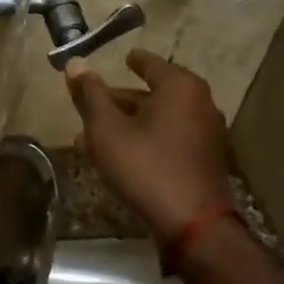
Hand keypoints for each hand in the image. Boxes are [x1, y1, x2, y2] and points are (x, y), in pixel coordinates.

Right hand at [66, 49, 233, 241]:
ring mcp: (208, 133)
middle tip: (98, 102)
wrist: (193, 225)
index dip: (133, 61)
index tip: (122, 59)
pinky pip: (173, 137)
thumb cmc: (145, 167)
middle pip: (156, 92)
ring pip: (163, 117)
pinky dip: (150, 137)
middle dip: (125, 97)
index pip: (150, 63)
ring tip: (104, 131)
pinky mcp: (207, 159)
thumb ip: (90, 94)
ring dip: (135, 120)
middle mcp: (201, 103)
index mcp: (180, 87)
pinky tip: (128, 153)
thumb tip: (75, 62)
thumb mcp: (107, 129)